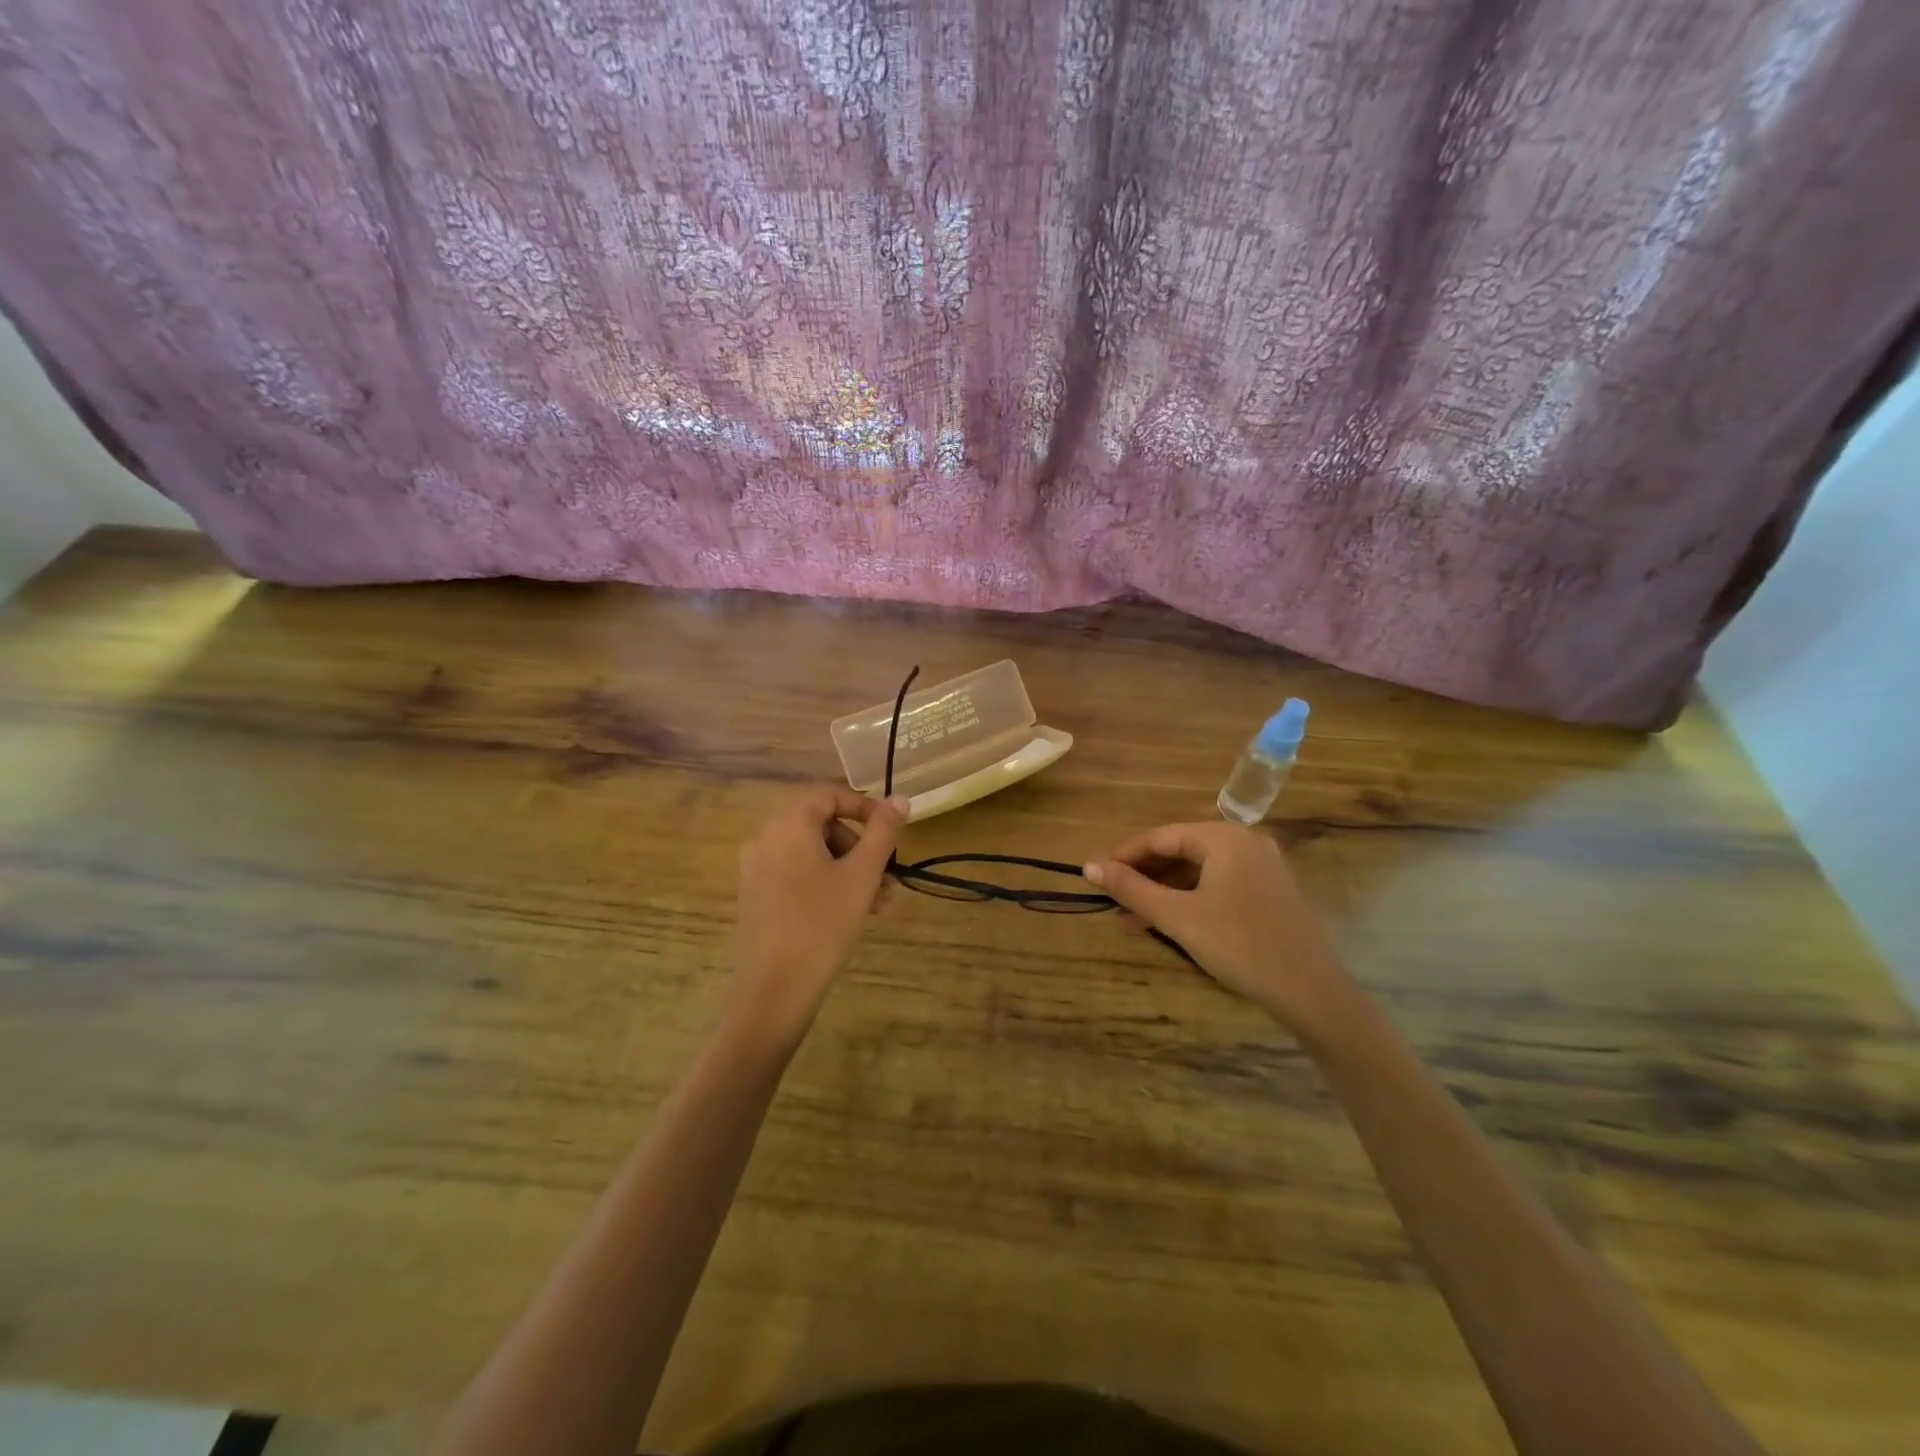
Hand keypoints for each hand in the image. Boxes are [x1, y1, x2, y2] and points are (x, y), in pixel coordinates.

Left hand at [731, 786, 908, 1045]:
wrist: (774, 990)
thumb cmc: (823, 924)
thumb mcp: (862, 875)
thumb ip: (883, 832)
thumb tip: (900, 799)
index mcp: (788, 825)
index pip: (830, 795)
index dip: (865, 808)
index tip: (892, 833)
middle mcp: (765, 839)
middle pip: (822, 825)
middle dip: (860, 847)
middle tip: (887, 878)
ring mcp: (756, 870)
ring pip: (813, 855)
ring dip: (849, 869)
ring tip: (877, 903)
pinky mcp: (756, 898)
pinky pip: (797, 875)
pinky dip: (826, 884)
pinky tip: (851, 914)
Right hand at [1084, 822, 1351, 1036]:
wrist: (1310, 991)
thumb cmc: (1238, 944)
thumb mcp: (1177, 916)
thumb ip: (1131, 889)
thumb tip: (1088, 867)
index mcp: (1223, 837)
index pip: (1160, 836)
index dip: (1124, 856)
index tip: (1095, 878)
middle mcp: (1244, 842)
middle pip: (1180, 851)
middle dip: (1143, 877)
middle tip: (1112, 901)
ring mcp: (1261, 867)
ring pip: (1198, 871)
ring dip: (1163, 892)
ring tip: (1132, 918)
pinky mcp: (1268, 892)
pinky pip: (1217, 884)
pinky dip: (1189, 899)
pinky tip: (1168, 922)